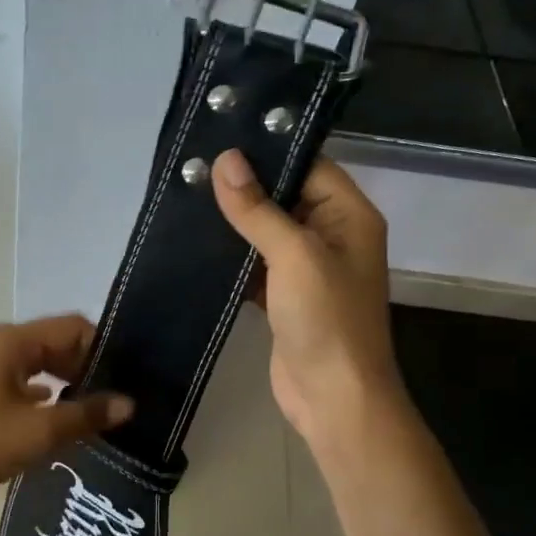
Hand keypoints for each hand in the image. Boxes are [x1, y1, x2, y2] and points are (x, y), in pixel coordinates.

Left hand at [0, 315, 133, 504]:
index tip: (127, 378)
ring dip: (70, 381)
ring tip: (97, 409)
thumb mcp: (40, 431)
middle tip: (118, 396)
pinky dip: (49, 395)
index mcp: (16, 341)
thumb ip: (87, 414)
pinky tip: (64, 418)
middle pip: (60, 343)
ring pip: (44, 363)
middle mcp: (4, 344)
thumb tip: (129, 404)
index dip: (103, 349)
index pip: (74, 327)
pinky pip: (27, 381)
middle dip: (89, 366)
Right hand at [211, 150, 406, 444]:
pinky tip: (195, 240)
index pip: (309, 165)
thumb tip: (225, 159)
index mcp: (348, 215)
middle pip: (285, 195)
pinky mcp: (284, 295)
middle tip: (193, 165)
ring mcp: (307, 268)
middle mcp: (332, 235)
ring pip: (266, 230)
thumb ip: (258, 208)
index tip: (221, 137)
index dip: (270, 150)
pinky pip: (255, 262)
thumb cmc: (326, 319)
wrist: (333, 398)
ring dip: (233, 220)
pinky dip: (231, 254)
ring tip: (187, 194)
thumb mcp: (294, 255)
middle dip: (243, 184)